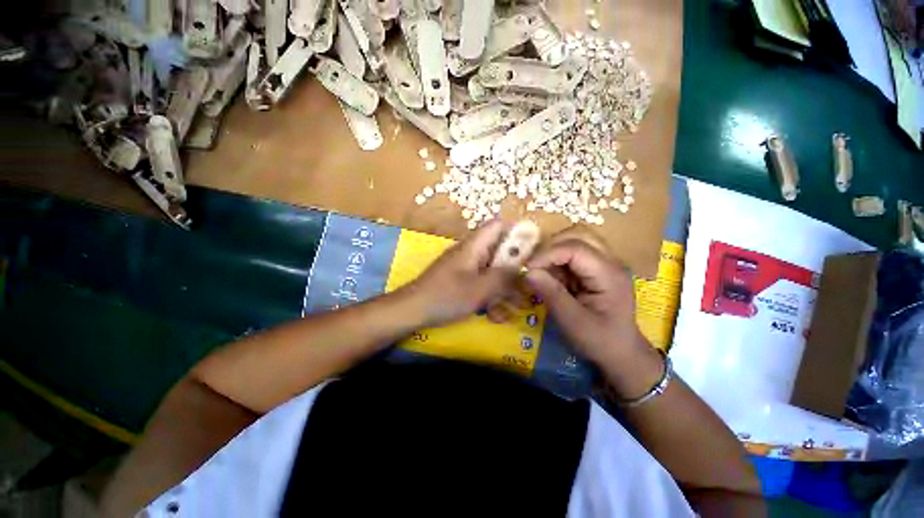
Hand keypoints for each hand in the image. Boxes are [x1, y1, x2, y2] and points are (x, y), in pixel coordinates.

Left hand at [403, 220, 521, 327]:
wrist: (412, 311)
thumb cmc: (446, 296)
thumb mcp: (479, 289)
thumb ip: (504, 277)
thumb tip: (522, 268)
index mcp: (474, 246)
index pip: (498, 226)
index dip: (516, 233)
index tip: (532, 251)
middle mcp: (470, 253)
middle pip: (499, 252)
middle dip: (514, 271)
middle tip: (527, 289)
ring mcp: (465, 267)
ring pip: (492, 272)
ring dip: (503, 289)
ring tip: (514, 309)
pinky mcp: (460, 281)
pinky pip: (481, 283)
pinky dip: (490, 296)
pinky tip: (494, 315)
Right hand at [525, 233, 661, 395]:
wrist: (622, 354)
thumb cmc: (600, 341)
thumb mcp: (573, 321)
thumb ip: (551, 294)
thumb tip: (528, 272)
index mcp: (609, 274)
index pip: (575, 248)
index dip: (547, 254)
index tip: (527, 269)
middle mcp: (609, 262)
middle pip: (578, 235)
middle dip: (551, 247)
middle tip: (535, 266)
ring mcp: (604, 263)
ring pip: (575, 241)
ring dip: (554, 253)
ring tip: (542, 272)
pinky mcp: (596, 269)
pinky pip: (573, 254)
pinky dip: (557, 262)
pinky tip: (552, 278)